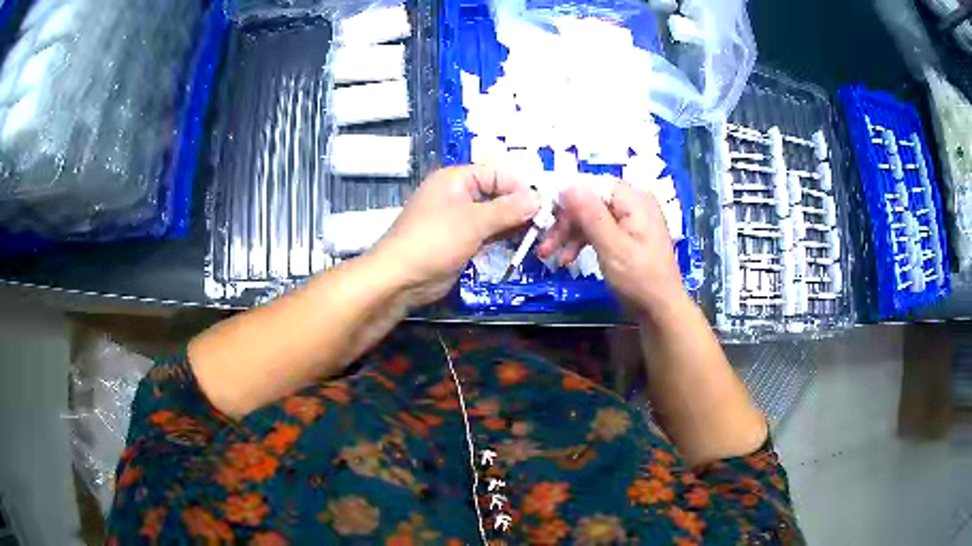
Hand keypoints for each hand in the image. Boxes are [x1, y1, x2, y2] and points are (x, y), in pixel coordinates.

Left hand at [371, 165, 539, 305]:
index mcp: (456, 179)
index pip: (496, 174)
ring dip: (513, 223)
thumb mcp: (473, 222)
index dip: (521, 186)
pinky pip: (486, 233)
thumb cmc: (435, 240)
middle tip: (547, 219)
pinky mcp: (459, 241)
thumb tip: (538, 199)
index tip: (545, 202)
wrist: (400, 278)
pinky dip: (502, 236)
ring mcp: (458, 219)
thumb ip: (508, 210)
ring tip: (540, 232)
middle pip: (496, 193)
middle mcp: (457, 194)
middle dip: (520, 205)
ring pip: (493, 215)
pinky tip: (522, 242)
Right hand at [538, 182, 683, 314]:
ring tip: (549, 255)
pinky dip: (582, 241)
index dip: (566, 197)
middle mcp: (632, 203)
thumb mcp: (612, 246)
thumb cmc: (639, 279)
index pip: (592, 184)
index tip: (545, 217)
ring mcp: (630, 219)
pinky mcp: (625, 235)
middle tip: (545, 244)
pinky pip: (598, 229)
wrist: (660, 310)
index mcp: (634, 199)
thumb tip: (566, 184)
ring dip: (569, 234)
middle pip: (589, 200)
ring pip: (590, 216)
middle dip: (565, 221)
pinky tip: (567, 259)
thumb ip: (590, 214)